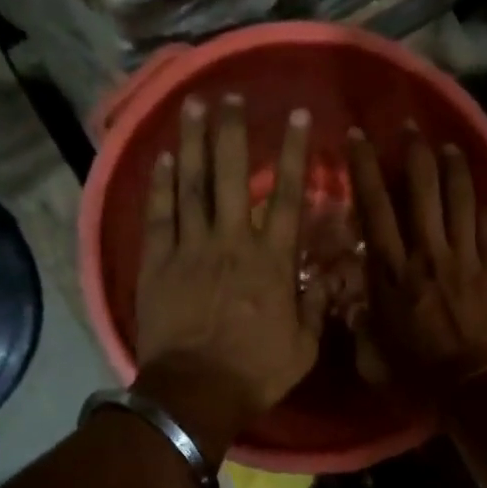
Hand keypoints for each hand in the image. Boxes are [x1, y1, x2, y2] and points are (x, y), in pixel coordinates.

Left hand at [134, 96, 326, 453]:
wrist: (195, 392)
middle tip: (232, 95)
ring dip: (194, 142)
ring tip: (194, 105)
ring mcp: (190, 249)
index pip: (287, 196)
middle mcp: (231, 242)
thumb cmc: (256, 372)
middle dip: (233, 132)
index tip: (298, 117)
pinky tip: (164, 156)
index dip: (294, 153)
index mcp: (272, 261)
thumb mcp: (305, 347)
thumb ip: (316, 307)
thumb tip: (328, 277)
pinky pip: (159, 214)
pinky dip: (161, 183)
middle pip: (232, 175)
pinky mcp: (157, 262)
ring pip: (192, 184)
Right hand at [347, 126, 486, 399]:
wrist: (477, 388)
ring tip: (448, 145)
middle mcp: (426, 254)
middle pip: (420, 189)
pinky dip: (479, 204)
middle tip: (410, 126)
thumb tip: (353, 304)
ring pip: (458, 198)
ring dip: (452, 166)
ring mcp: (464, 258)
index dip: (365, 169)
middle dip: (413, 152)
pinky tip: (476, 191)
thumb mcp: (373, 356)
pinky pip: (486, 225)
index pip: (375, 209)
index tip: (359, 138)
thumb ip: (360, 324)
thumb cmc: (419, 377)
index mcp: (391, 274)